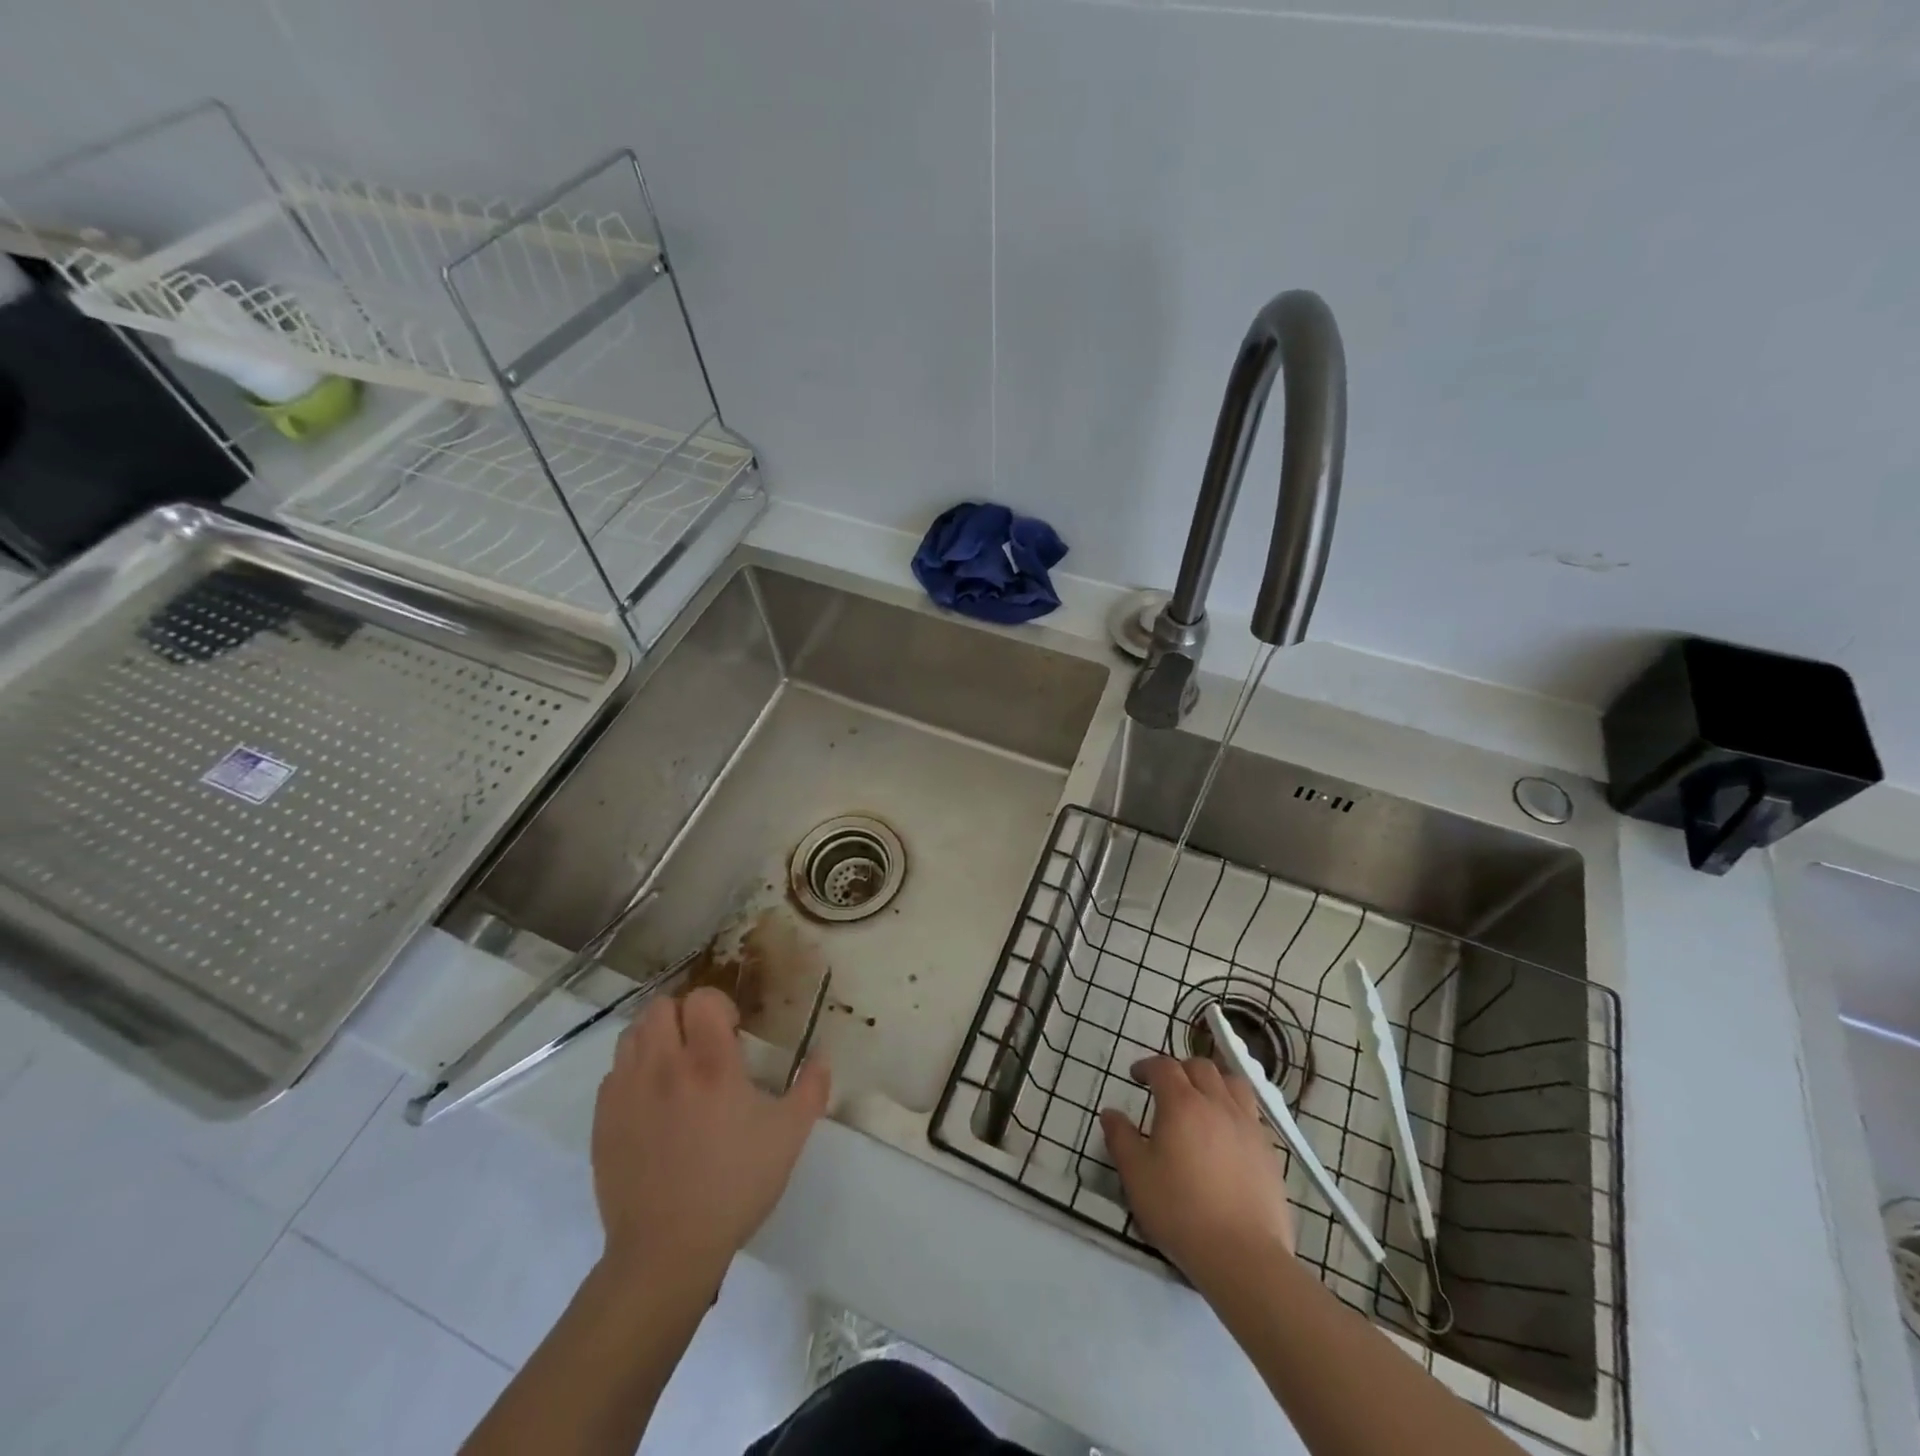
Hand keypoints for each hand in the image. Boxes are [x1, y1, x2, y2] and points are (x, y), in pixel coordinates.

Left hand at [590, 987, 829, 1285]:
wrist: (666, 1251)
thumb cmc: (734, 1187)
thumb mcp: (788, 1137)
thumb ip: (811, 1088)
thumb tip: (822, 1055)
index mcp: (710, 1064)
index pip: (701, 999)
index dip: (719, 1006)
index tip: (733, 1034)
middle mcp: (664, 1066)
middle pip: (660, 1007)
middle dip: (684, 1015)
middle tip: (702, 1045)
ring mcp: (627, 1092)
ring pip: (632, 1034)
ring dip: (655, 1038)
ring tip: (675, 1068)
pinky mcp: (603, 1120)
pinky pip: (614, 1073)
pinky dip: (633, 1072)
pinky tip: (652, 1101)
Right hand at [1099, 1055, 1295, 1295]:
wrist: (1243, 1256)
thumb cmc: (1180, 1211)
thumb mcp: (1136, 1176)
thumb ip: (1120, 1138)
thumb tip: (1110, 1113)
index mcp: (1182, 1104)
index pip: (1164, 1066)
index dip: (1147, 1066)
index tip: (1136, 1076)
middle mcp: (1217, 1104)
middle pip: (1201, 1067)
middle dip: (1180, 1069)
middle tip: (1167, 1088)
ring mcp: (1248, 1126)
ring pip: (1233, 1083)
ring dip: (1214, 1082)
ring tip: (1203, 1100)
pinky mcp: (1269, 1151)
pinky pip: (1251, 1114)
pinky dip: (1235, 1110)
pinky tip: (1228, 1134)